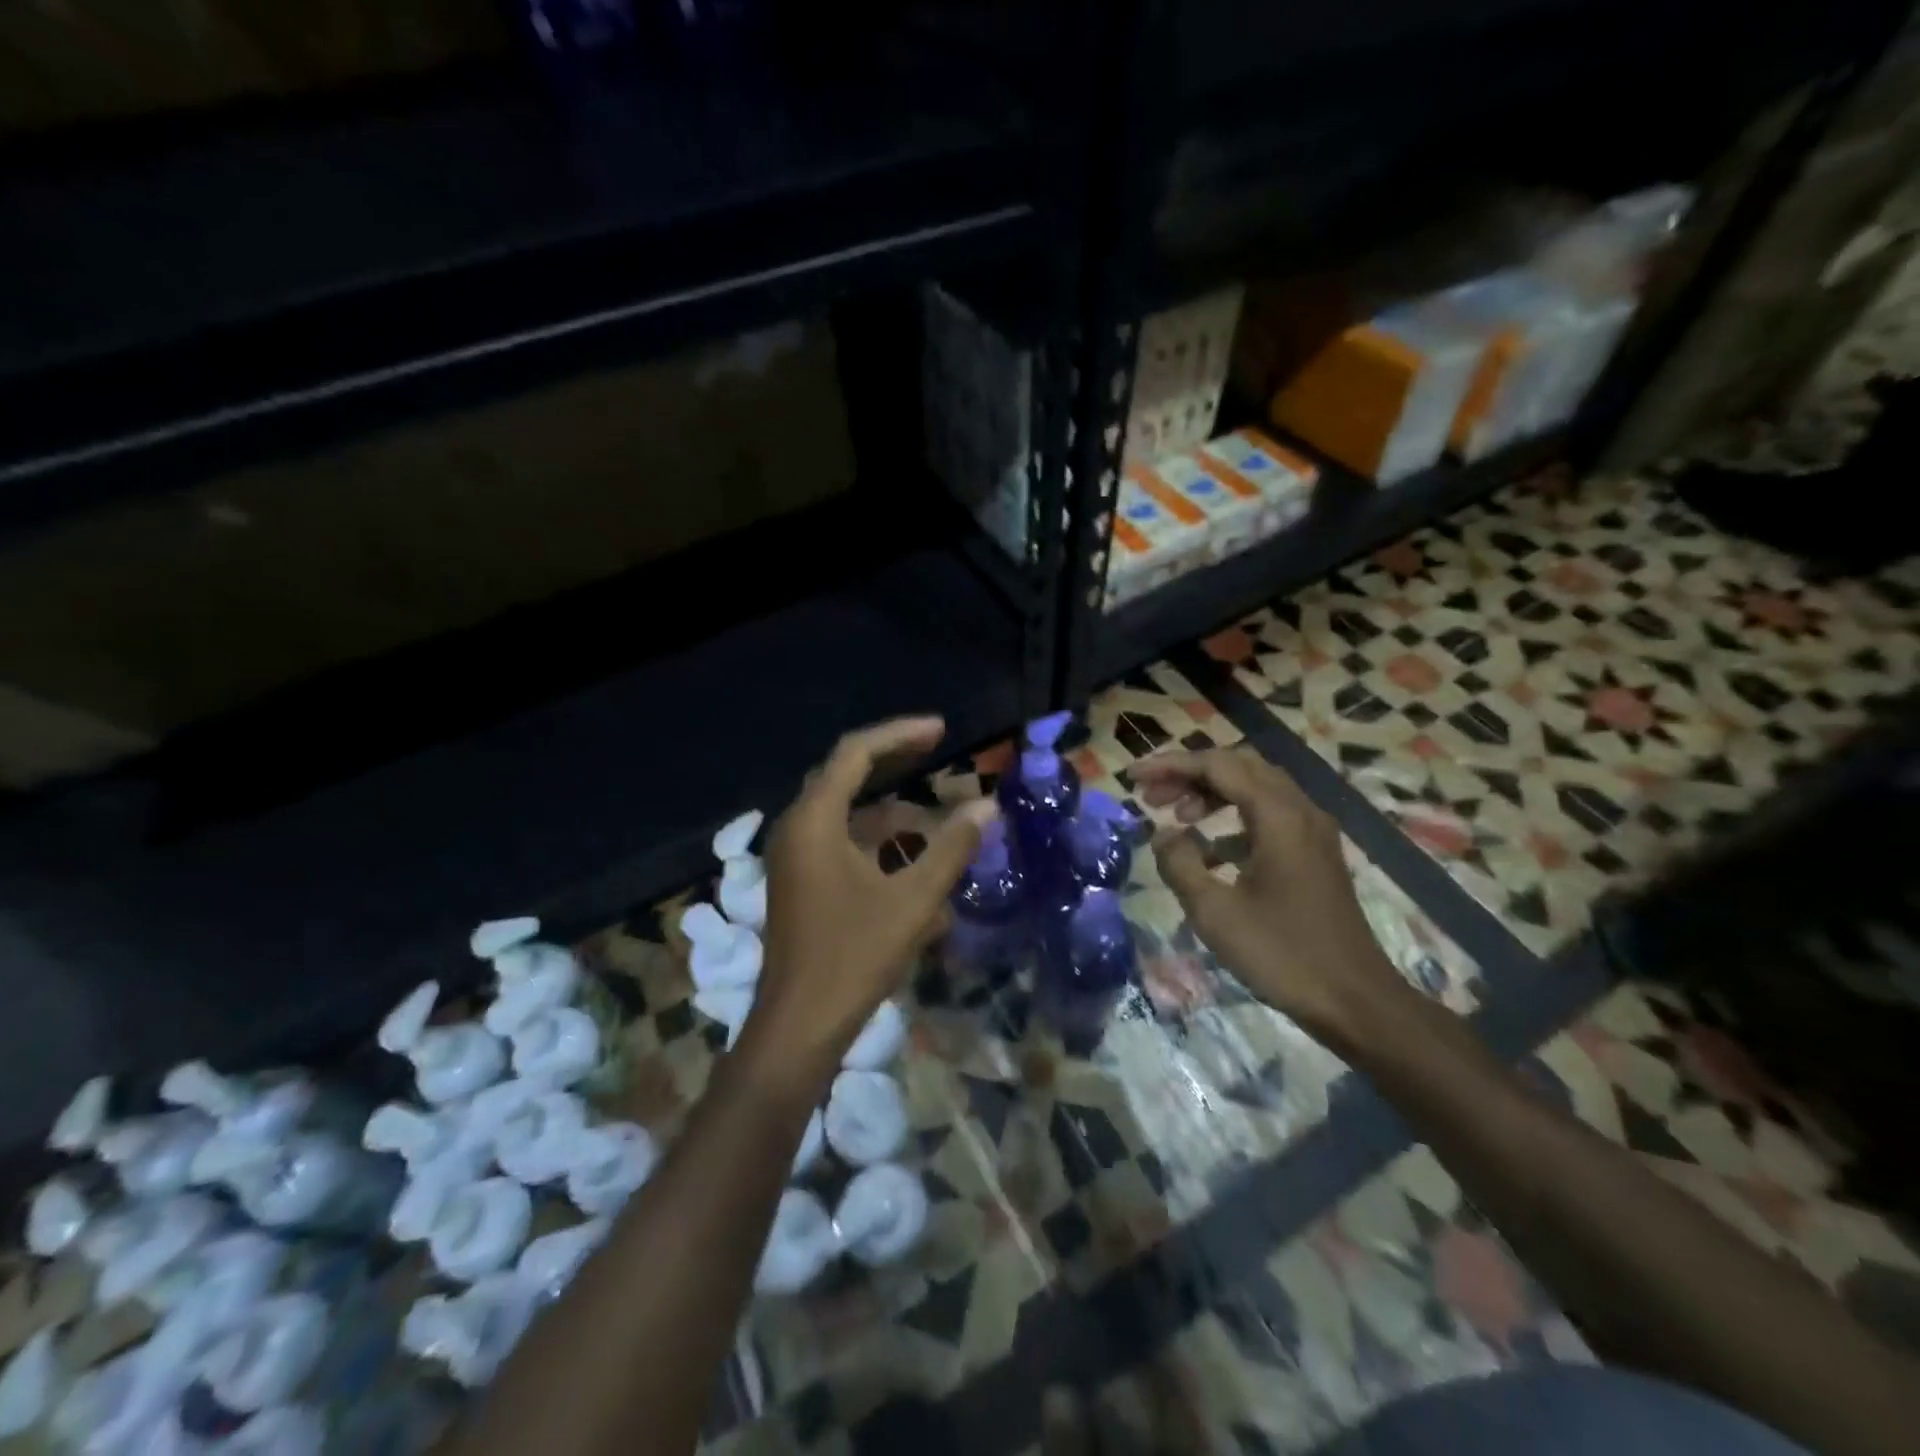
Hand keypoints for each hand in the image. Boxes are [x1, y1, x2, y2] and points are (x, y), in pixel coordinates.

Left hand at [739, 716, 991, 1090]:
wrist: (799, 1027)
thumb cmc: (854, 957)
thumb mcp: (913, 900)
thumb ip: (951, 849)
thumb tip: (987, 807)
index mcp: (814, 820)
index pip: (856, 752)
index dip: (901, 734)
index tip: (942, 731)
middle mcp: (797, 828)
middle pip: (847, 776)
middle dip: (895, 764)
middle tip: (938, 752)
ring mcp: (795, 857)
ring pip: (848, 816)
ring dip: (892, 815)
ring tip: (940, 825)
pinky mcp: (801, 883)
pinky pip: (843, 845)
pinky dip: (879, 846)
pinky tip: (916, 869)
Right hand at [1131, 746, 1402, 1042]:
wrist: (1355, 1001)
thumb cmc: (1282, 954)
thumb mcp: (1214, 912)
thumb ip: (1180, 864)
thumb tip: (1163, 835)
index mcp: (1278, 816)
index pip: (1217, 766)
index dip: (1171, 765)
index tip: (1133, 777)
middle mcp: (1300, 810)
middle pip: (1239, 767)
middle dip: (1191, 774)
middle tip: (1152, 796)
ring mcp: (1312, 832)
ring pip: (1256, 788)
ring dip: (1213, 794)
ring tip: (1177, 818)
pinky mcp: (1315, 854)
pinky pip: (1269, 816)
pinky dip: (1234, 820)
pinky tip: (1210, 852)